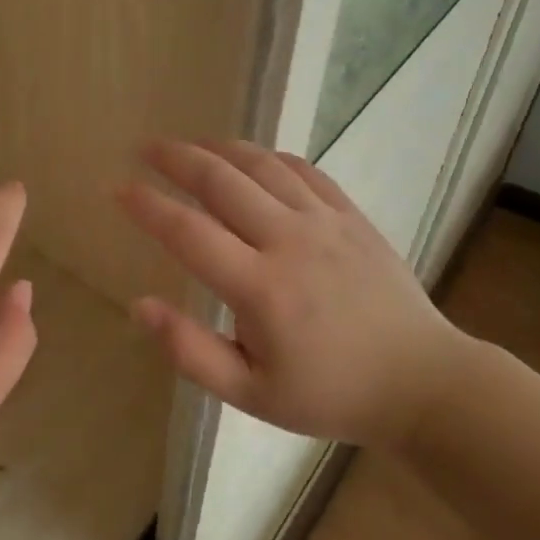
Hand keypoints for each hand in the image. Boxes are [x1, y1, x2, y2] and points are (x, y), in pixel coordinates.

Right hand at [116, 139, 475, 447]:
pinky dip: (269, 156)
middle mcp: (289, 242)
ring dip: (219, 148)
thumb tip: (140, 306)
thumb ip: (191, 352)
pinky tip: (251, 157)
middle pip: (221, 181)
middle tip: (144, 147)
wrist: (421, 382)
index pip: (188, 232)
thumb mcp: (252, 394)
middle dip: (176, 159)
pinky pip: (304, 170)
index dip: (147, 206)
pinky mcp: (351, 216)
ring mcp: (325, 222)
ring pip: (261, 166)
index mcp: (260, 289)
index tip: (117, 188)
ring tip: (190, 144)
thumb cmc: (329, 393)